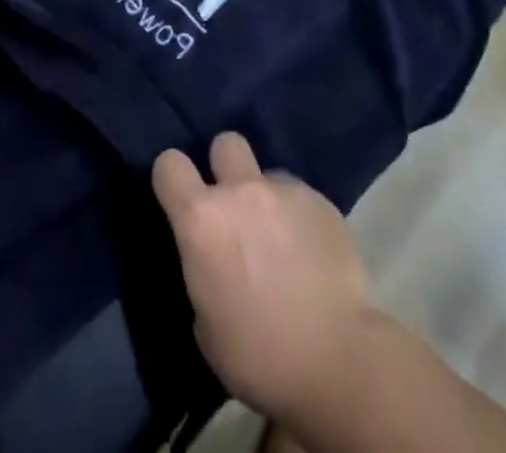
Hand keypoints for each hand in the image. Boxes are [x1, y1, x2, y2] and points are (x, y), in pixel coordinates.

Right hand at [152, 133, 372, 422]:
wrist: (336, 361)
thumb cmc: (258, 355)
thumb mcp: (205, 323)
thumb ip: (202, 270)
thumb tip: (212, 258)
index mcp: (201, 219)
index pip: (169, 164)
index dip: (172, 178)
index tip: (180, 198)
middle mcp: (240, 191)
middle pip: (225, 143)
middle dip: (225, 167)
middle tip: (235, 206)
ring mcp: (285, 191)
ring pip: (268, 173)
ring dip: (266, 197)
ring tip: (281, 237)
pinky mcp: (322, 202)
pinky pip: (301, 197)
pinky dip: (300, 218)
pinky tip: (311, 253)